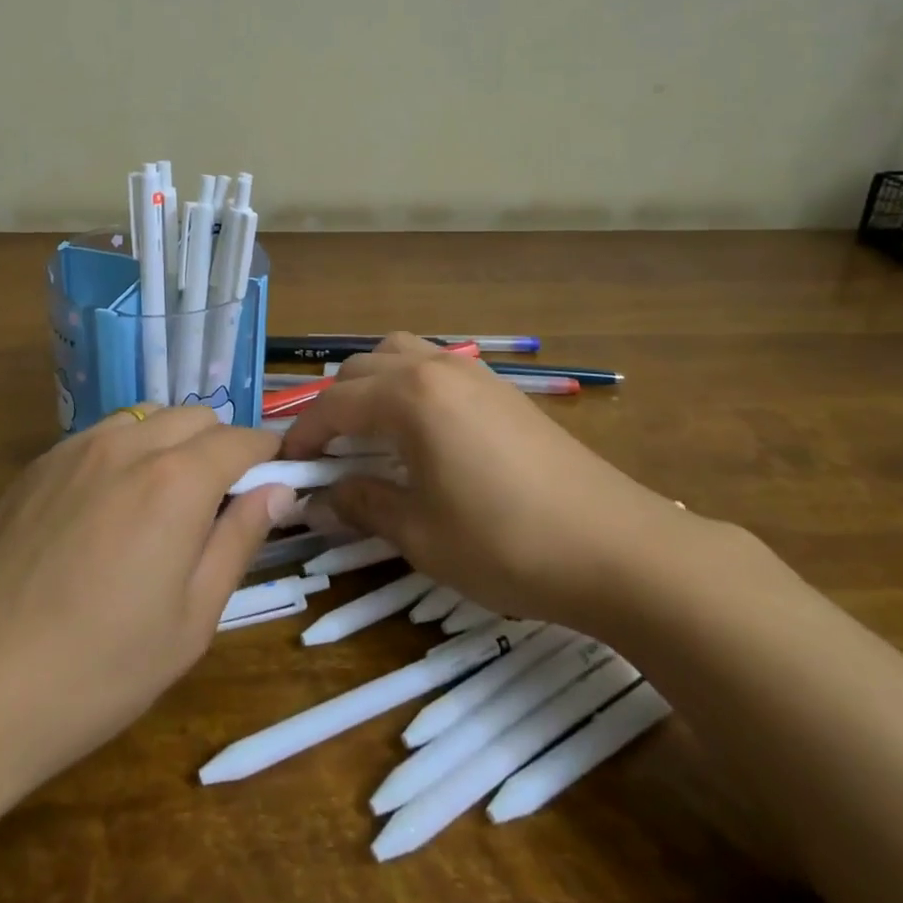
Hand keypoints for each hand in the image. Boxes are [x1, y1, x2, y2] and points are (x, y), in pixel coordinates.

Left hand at [0, 405, 296, 794]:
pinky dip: (128, 452)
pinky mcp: (37, 465)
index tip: (278, 482)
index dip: (268, 456)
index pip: (241, 440)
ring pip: (148, 418)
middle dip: (222, 446)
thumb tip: (278, 490)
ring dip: (174, 444)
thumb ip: (239, 541)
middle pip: (196, 417)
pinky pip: (102, 437)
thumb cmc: (97, 670)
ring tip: (166, 505)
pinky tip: (110, 510)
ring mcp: (76, 449)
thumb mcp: (191, 620)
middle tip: (221, 503)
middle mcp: (128, 445)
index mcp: (176, 480)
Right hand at [281, 333, 691, 629]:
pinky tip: (421, 432)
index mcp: (409, 397)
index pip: (334, 405)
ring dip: (372, 385)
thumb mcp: (420, 533)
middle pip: (361, 369)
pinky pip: (435, 367)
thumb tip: (318, 501)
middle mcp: (436, 369)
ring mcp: (474, 373)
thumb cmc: (506, 543)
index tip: (286, 466)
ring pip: (400, 355)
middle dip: (333, 406)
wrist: (617, 547)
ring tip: (369, 432)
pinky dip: (408, 386)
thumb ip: (362, 506)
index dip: (303, 435)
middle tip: (326, 454)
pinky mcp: (502, 390)